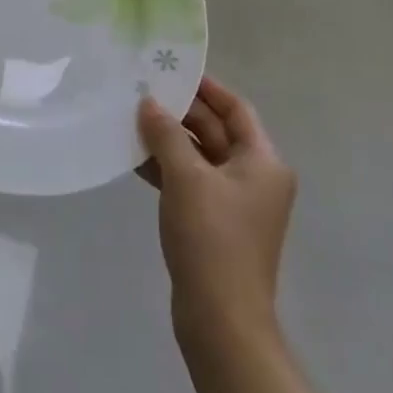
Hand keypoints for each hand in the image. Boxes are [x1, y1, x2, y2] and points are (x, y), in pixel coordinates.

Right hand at [138, 77, 296, 337]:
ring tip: (131, 120)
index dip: (206, 88)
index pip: (235, 109)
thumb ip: (166, 133)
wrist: (221, 321)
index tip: (172, 70)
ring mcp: (234, 203)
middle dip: (180, 113)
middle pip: (216, 131)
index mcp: (262, 161)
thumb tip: (148, 102)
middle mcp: (254, 177)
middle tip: (142, 92)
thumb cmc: (212, 239)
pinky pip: (190, 181)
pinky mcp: (214, 223)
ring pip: (199, 156)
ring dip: (168, 140)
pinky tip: (134, 158)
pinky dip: (166, 168)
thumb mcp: (186, 177)